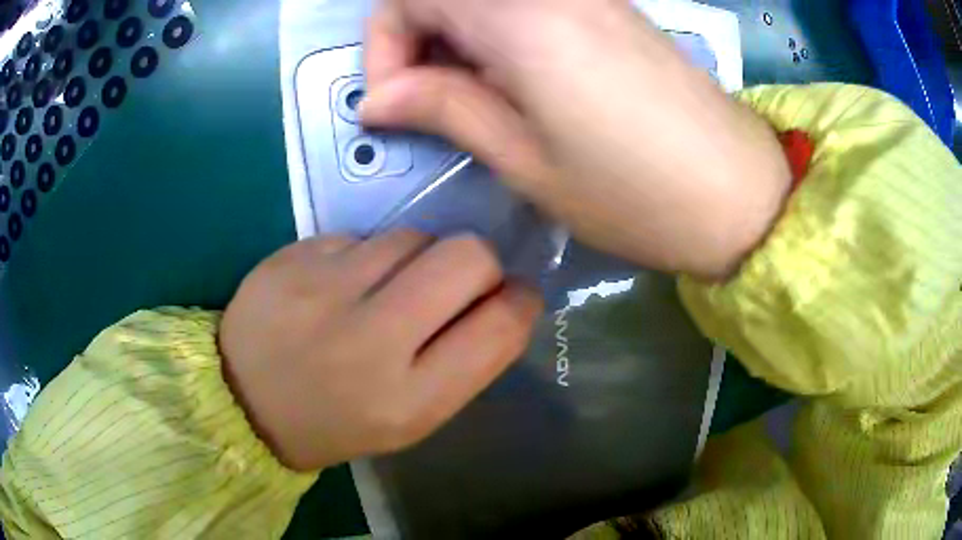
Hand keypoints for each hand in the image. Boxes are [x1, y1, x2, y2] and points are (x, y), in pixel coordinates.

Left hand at [220, 231, 542, 470]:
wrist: (242, 399)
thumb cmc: (333, 422)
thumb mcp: (408, 418)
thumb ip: (462, 363)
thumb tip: (502, 300)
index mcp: (408, 401)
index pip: (498, 327)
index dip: (521, 300)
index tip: (515, 295)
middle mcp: (370, 341)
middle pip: (467, 257)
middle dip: (479, 263)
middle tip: (457, 283)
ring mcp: (326, 289)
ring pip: (414, 236)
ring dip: (417, 258)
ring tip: (384, 290)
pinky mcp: (294, 255)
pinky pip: (362, 236)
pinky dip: (366, 256)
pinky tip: (340, 285)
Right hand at [362, 0, 790, 279]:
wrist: (738, 193)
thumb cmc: (635, 193)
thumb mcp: (526, 162)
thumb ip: (445, 110)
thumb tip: (378, 100)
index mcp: (522, 19)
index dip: (383, 45)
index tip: (395, 103)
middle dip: (415, 40)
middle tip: (427, 104)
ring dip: (455, 41)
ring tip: (472, 103)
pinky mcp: (607, 11)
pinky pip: (524, 7)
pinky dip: (495, 38)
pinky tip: (515, 85)